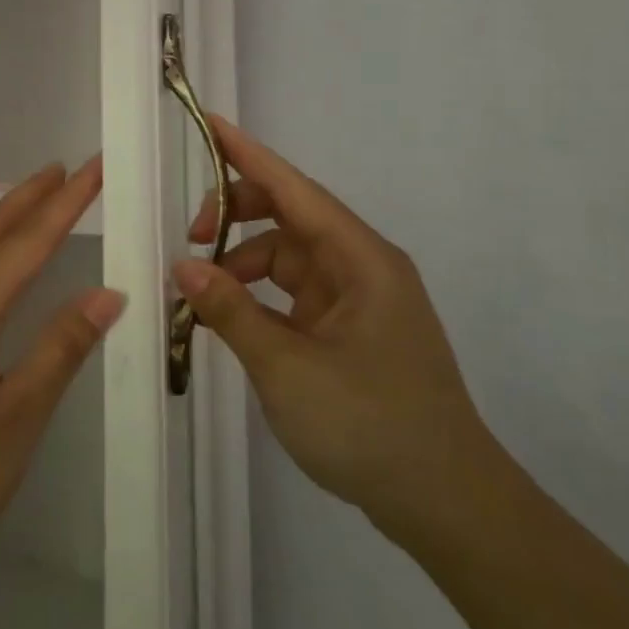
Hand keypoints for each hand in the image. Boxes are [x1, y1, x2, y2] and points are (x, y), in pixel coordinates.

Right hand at [176, 117, 496, 535]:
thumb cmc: (370, 425)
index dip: (249, 155)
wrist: (446, 504)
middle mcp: (361, 269)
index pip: (295, 190)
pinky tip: (227, 317)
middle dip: (236, 217)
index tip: (210, 124)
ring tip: (198, 294)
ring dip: (241, 264)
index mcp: (360, 261)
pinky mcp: (349, 331)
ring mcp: (356, 301)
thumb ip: (230, 311)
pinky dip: (256, 296)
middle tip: (189, 239)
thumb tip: (183, 266)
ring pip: (286, 257)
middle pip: (289, 217)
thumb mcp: (287, 366)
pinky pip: (292, 293)